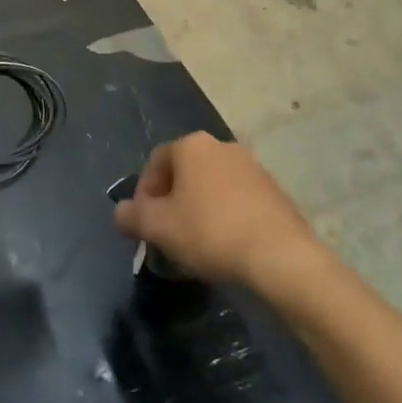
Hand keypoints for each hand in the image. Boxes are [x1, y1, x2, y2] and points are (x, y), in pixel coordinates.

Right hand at [115, 133, 315, 285]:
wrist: (280, 257)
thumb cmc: (209, 232)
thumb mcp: (157, 227)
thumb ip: (131, 216)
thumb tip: (121, 213)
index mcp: (192, 145)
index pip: (155, 163)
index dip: (143, 195)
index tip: (144, 225)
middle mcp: (223, 147)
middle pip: (185, 174)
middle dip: (171, 204)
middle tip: (167, 236)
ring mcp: (254, 168)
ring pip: (212, 188)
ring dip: (198, 212)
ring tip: (195, 247)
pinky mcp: (276, 193)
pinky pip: (238, 202)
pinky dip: (225, 219)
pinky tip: (225, 248)